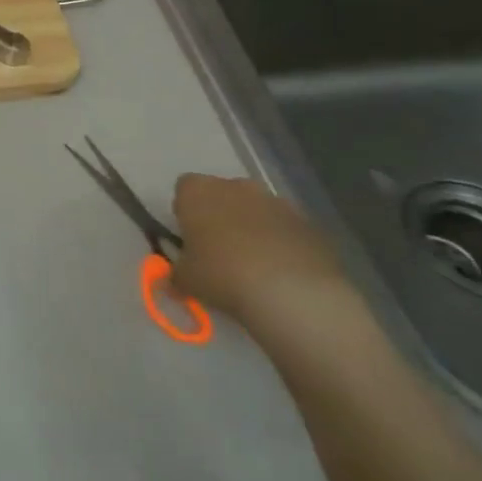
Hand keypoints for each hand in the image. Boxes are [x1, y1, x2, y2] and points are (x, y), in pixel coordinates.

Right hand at [170, 174, 348, 327]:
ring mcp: (276, 202)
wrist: (294, 293)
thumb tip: (173, 280)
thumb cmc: (223, 275)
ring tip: (253, 264)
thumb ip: (175, 273)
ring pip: (257, 209)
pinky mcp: (308, 223)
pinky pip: (286, 228)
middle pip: (223, 194)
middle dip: (220, 215)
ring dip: (253, 227)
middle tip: (219, 249)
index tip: (189, 236)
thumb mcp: (185, 280)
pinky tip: (281, 271)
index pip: (184, 187)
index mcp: (198, 191)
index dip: (185, 210)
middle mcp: (236, 187)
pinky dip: (281, 242)